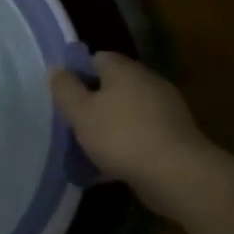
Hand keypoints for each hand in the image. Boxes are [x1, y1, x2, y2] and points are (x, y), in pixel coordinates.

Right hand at [49, 53, 212, 201]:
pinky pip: (141, 133)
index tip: (64, 94)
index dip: (78, 72)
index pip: (97, 58)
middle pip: (114, 84)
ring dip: (110, 124)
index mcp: (125, 70)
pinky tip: (110, 164)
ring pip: (127, 111)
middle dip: (93, 100)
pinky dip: (126, 143)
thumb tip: (56, 69)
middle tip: (73, 120)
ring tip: (88, 146)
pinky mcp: (175, 136)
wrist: (177, 175)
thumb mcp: (80, 112)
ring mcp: (166, 110)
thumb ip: (65, 89)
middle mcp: (148, 82)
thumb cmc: (120, 135)